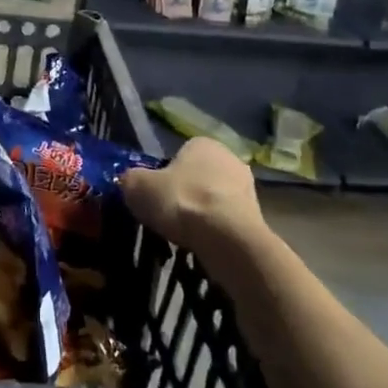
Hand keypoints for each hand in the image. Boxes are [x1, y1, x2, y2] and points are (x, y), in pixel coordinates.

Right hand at [122, 137, 266, 258]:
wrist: (228, 238)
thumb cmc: (181, 202)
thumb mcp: (138, 187)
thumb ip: (130, 179)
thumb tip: (129, 182)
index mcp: (202, 143)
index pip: (178, 155)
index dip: (163, 175)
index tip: (155, 196)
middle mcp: (229, 158)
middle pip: (198, 176)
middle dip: (185, 193)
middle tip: (168, 215)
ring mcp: (247, 188)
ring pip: (214, 199)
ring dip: (202, 214)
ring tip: (185, 235)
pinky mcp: (258, 217)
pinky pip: (227, 221)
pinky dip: (216, 231)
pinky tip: (204, 245)